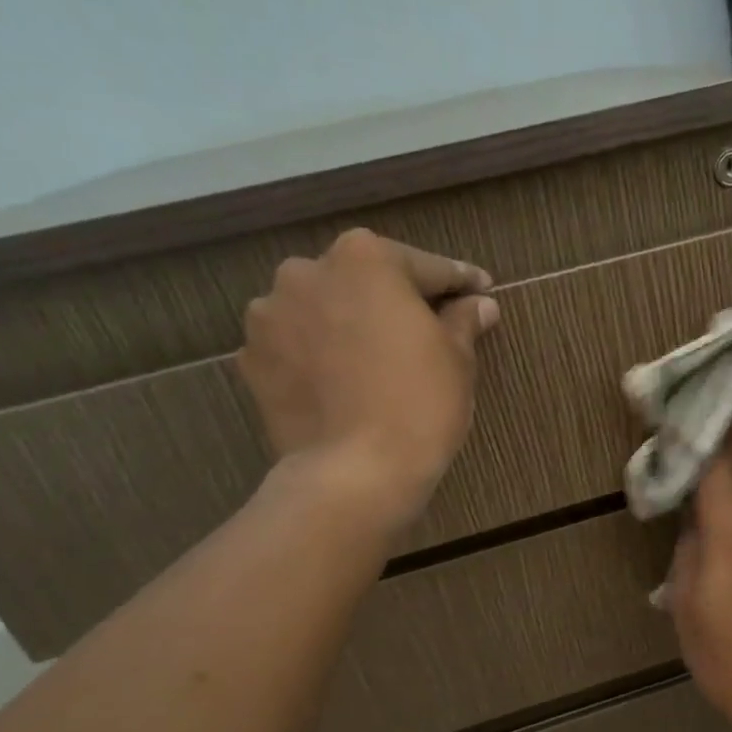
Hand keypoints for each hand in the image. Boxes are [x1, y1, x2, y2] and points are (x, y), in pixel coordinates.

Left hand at [237, 228, 497, 527]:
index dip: (458, 282)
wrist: (354, 473)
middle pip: (365, 281)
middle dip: (394, 299)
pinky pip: (297, 345)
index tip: (480, 290)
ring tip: (374, 358)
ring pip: (324, 310)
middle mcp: (307, 271)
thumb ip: (464, 320)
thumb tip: (479, 304)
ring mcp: (270, 315)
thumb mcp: (457, 359)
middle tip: (426, 327)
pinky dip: (319, 355)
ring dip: (349, 324)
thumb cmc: (419, 404)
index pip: (425, 267)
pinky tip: (342, 382)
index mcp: (365, 258)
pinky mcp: (252, 359)